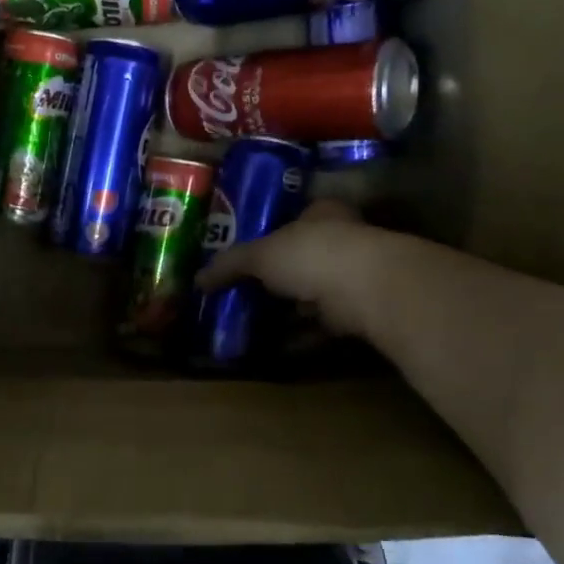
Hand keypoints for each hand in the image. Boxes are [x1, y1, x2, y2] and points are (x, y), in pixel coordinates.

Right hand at [195, 200, 392, 336]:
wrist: (366, 289)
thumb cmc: (311, 254)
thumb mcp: (260, 255)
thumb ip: (230, 265)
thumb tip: (197, 280)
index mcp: (322, 215)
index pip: (295, 220)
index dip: (271, 237)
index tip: (248, 259)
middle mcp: (342, 241)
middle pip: (303, 260)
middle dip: (278, 280)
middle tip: (246, 295)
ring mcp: (354, 278)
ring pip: (313, 295)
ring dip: (289, 312)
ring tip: (255, 326)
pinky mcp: (359, 313)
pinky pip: (322, 326)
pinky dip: (301, 338)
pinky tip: (277, 348)